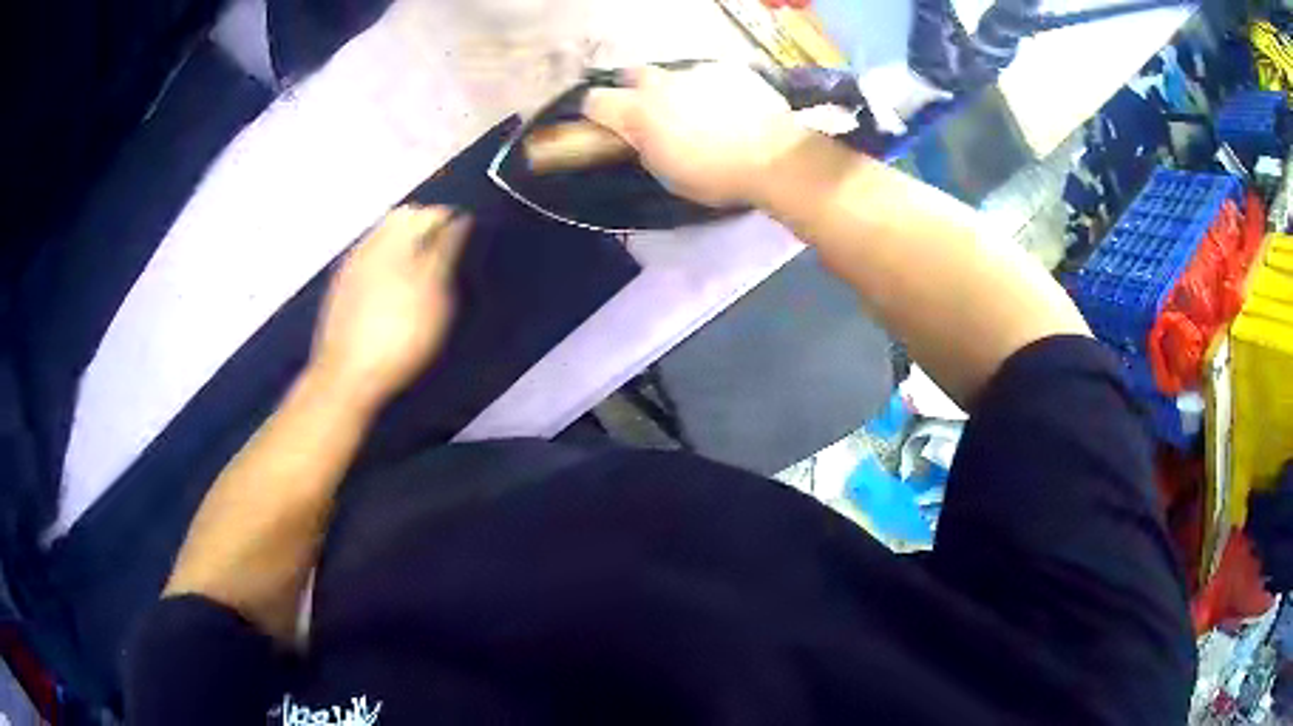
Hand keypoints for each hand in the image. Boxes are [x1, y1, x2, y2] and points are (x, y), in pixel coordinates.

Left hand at [308, 205, 469, 411]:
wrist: (348, 377)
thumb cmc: (399, 336)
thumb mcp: (435, 293)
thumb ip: (446, 251)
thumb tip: (459, 220)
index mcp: (395, 239)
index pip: (428, 213)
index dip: (450, 222)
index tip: (466, 241)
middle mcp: (369, 245)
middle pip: (401, 221)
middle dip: (424, 230)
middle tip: (445, 256)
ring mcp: (350, 268)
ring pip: (382, 240)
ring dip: (404, 247)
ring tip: (422, 275)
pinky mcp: (340, 291)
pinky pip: (368, 262)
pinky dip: (386, 266)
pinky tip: (394, 293)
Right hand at [582, 63, 808, 207]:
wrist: (775, 158)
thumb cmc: (716, 176)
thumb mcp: (667, 174)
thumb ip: (645, 147)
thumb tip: (641, 137)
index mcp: (639, 112)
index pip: (595, 100)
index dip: (599, 113)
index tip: (610, 125)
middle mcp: (661, 83)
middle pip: (631, 75)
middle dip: (635, 92)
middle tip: (655, 115)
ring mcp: (696, 71)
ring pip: (673, 74)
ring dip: (677, 90)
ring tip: (704, 114)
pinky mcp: (728, 68)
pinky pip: (709, 74)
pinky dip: (712, 88)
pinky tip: (732, 109)